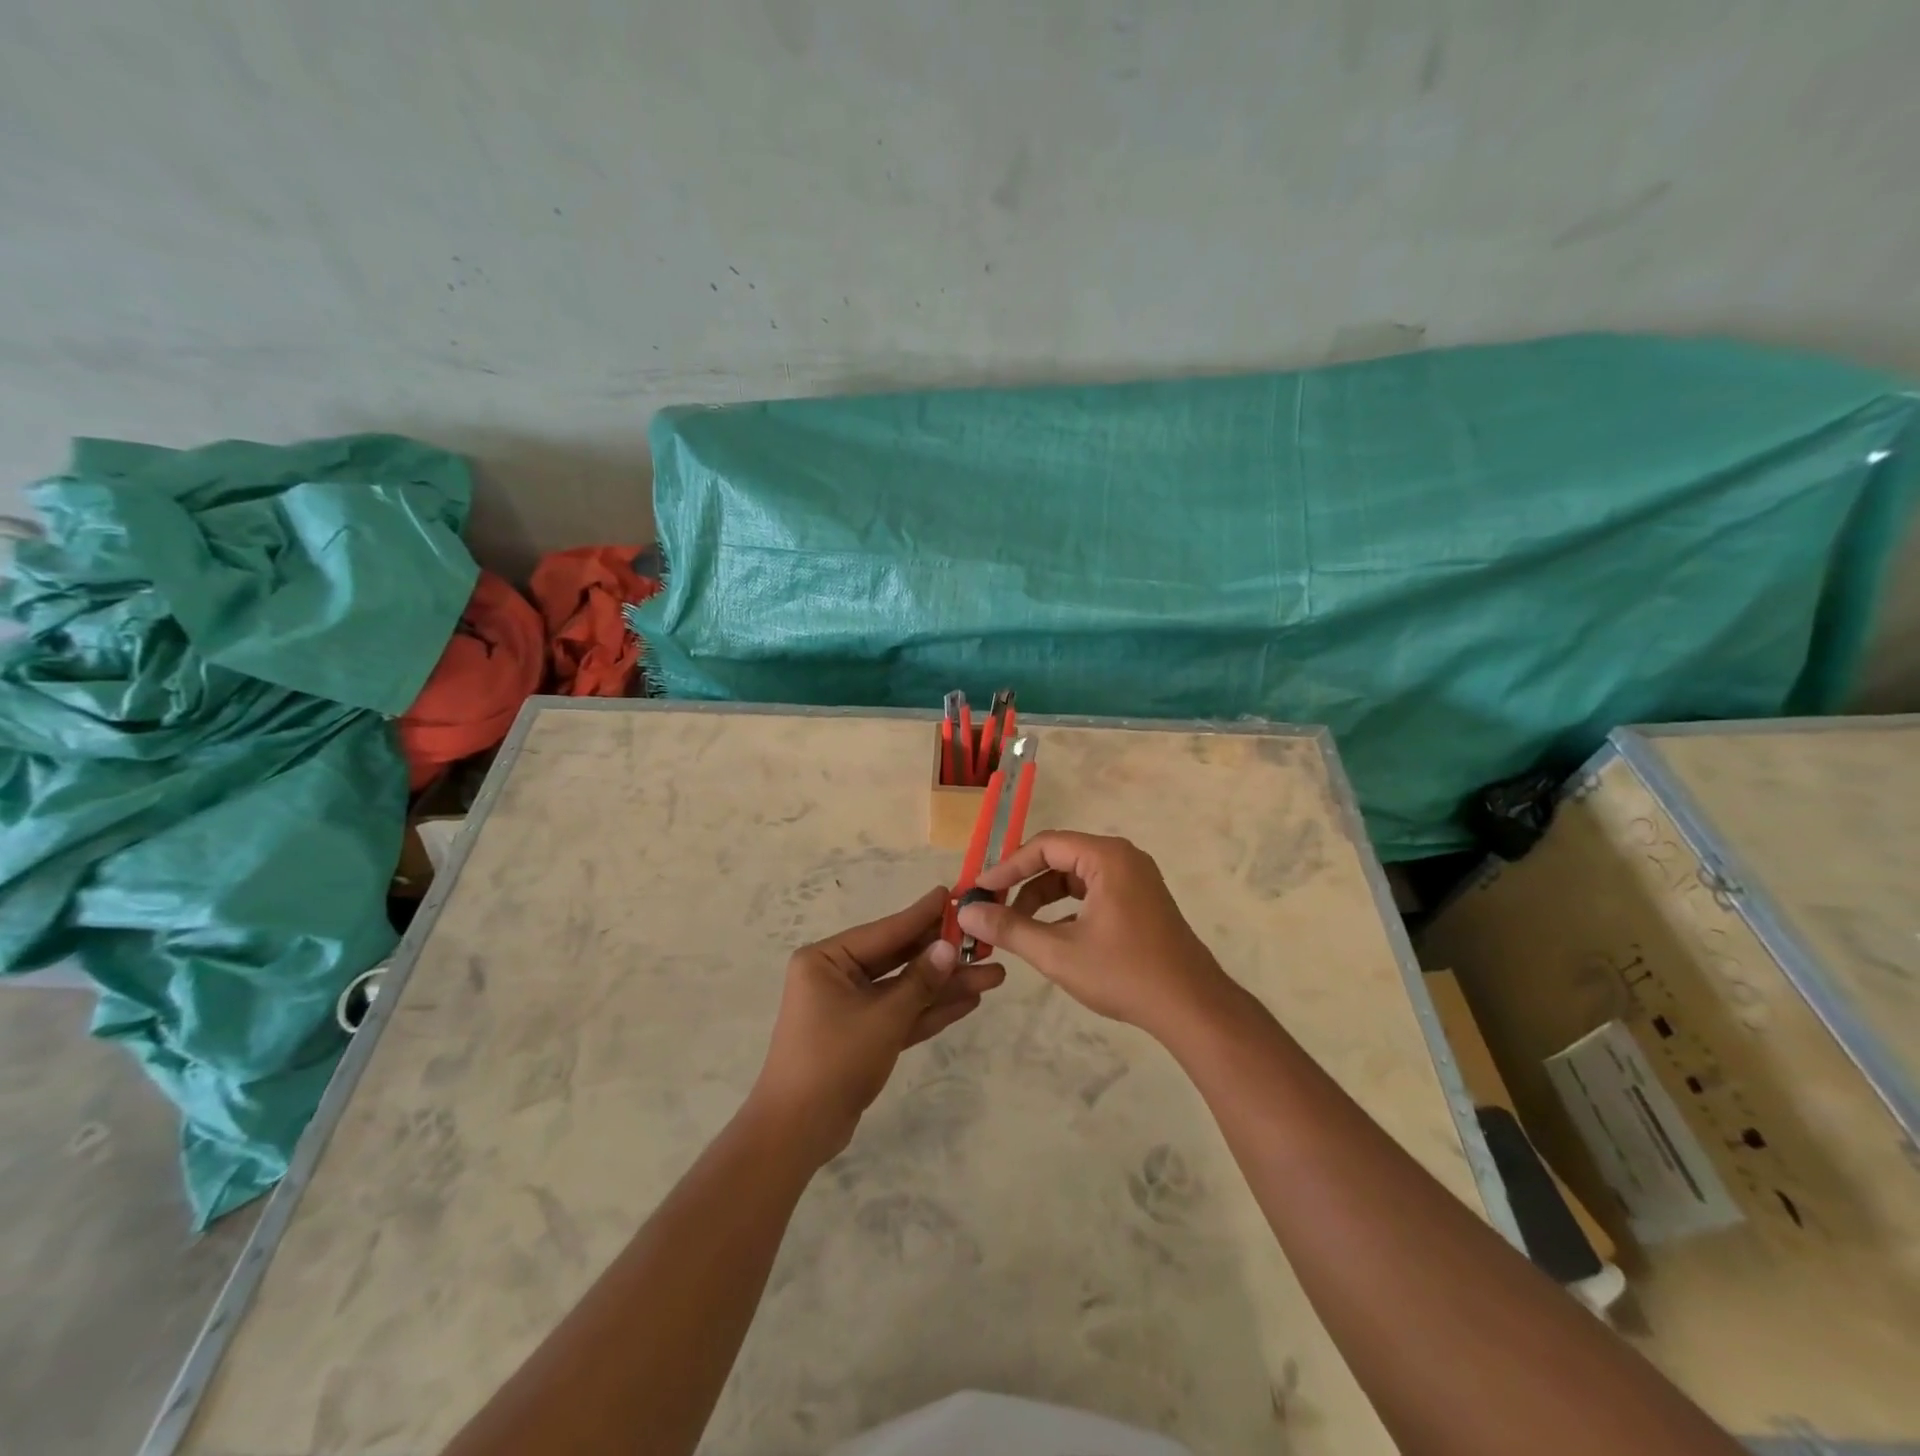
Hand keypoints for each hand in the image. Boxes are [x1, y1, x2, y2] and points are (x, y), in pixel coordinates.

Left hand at [748, 885, 1005, 1163]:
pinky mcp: (863, 1036)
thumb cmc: (834, 1060)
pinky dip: (930, 1009)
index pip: (885, 931)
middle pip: (899, 959)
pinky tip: (969, 1000)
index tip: (953, 894)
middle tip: (985, 942)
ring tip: (993, 975)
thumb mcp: (883, 1017)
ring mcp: (850, 1007)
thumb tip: (950, 948)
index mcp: (826, 959)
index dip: (922, 915)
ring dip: (945, 986)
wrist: (797, 1133)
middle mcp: (836, 976)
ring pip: (905, 989)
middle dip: (943, 957)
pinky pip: (900, 1014)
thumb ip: (920, 982)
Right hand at [954, 832, 1231, 1037]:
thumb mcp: (1058, 953)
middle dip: (1023, 883)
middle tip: (992, 908)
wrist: (1192, 1008)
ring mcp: (1135, 879)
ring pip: (1075, 877)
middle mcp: (1123, 858)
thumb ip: (1010, 928)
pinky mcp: (1140, 901)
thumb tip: (967, 912)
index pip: (1044, 846)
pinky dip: (1066, 909)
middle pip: (1059, 858)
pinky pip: (1092, 892)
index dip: (1007, 867)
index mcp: (1107, 857)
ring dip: (1042, 899)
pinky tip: (1050, 937)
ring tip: (1017, 928)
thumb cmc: (1124, 973)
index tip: (979, 891)